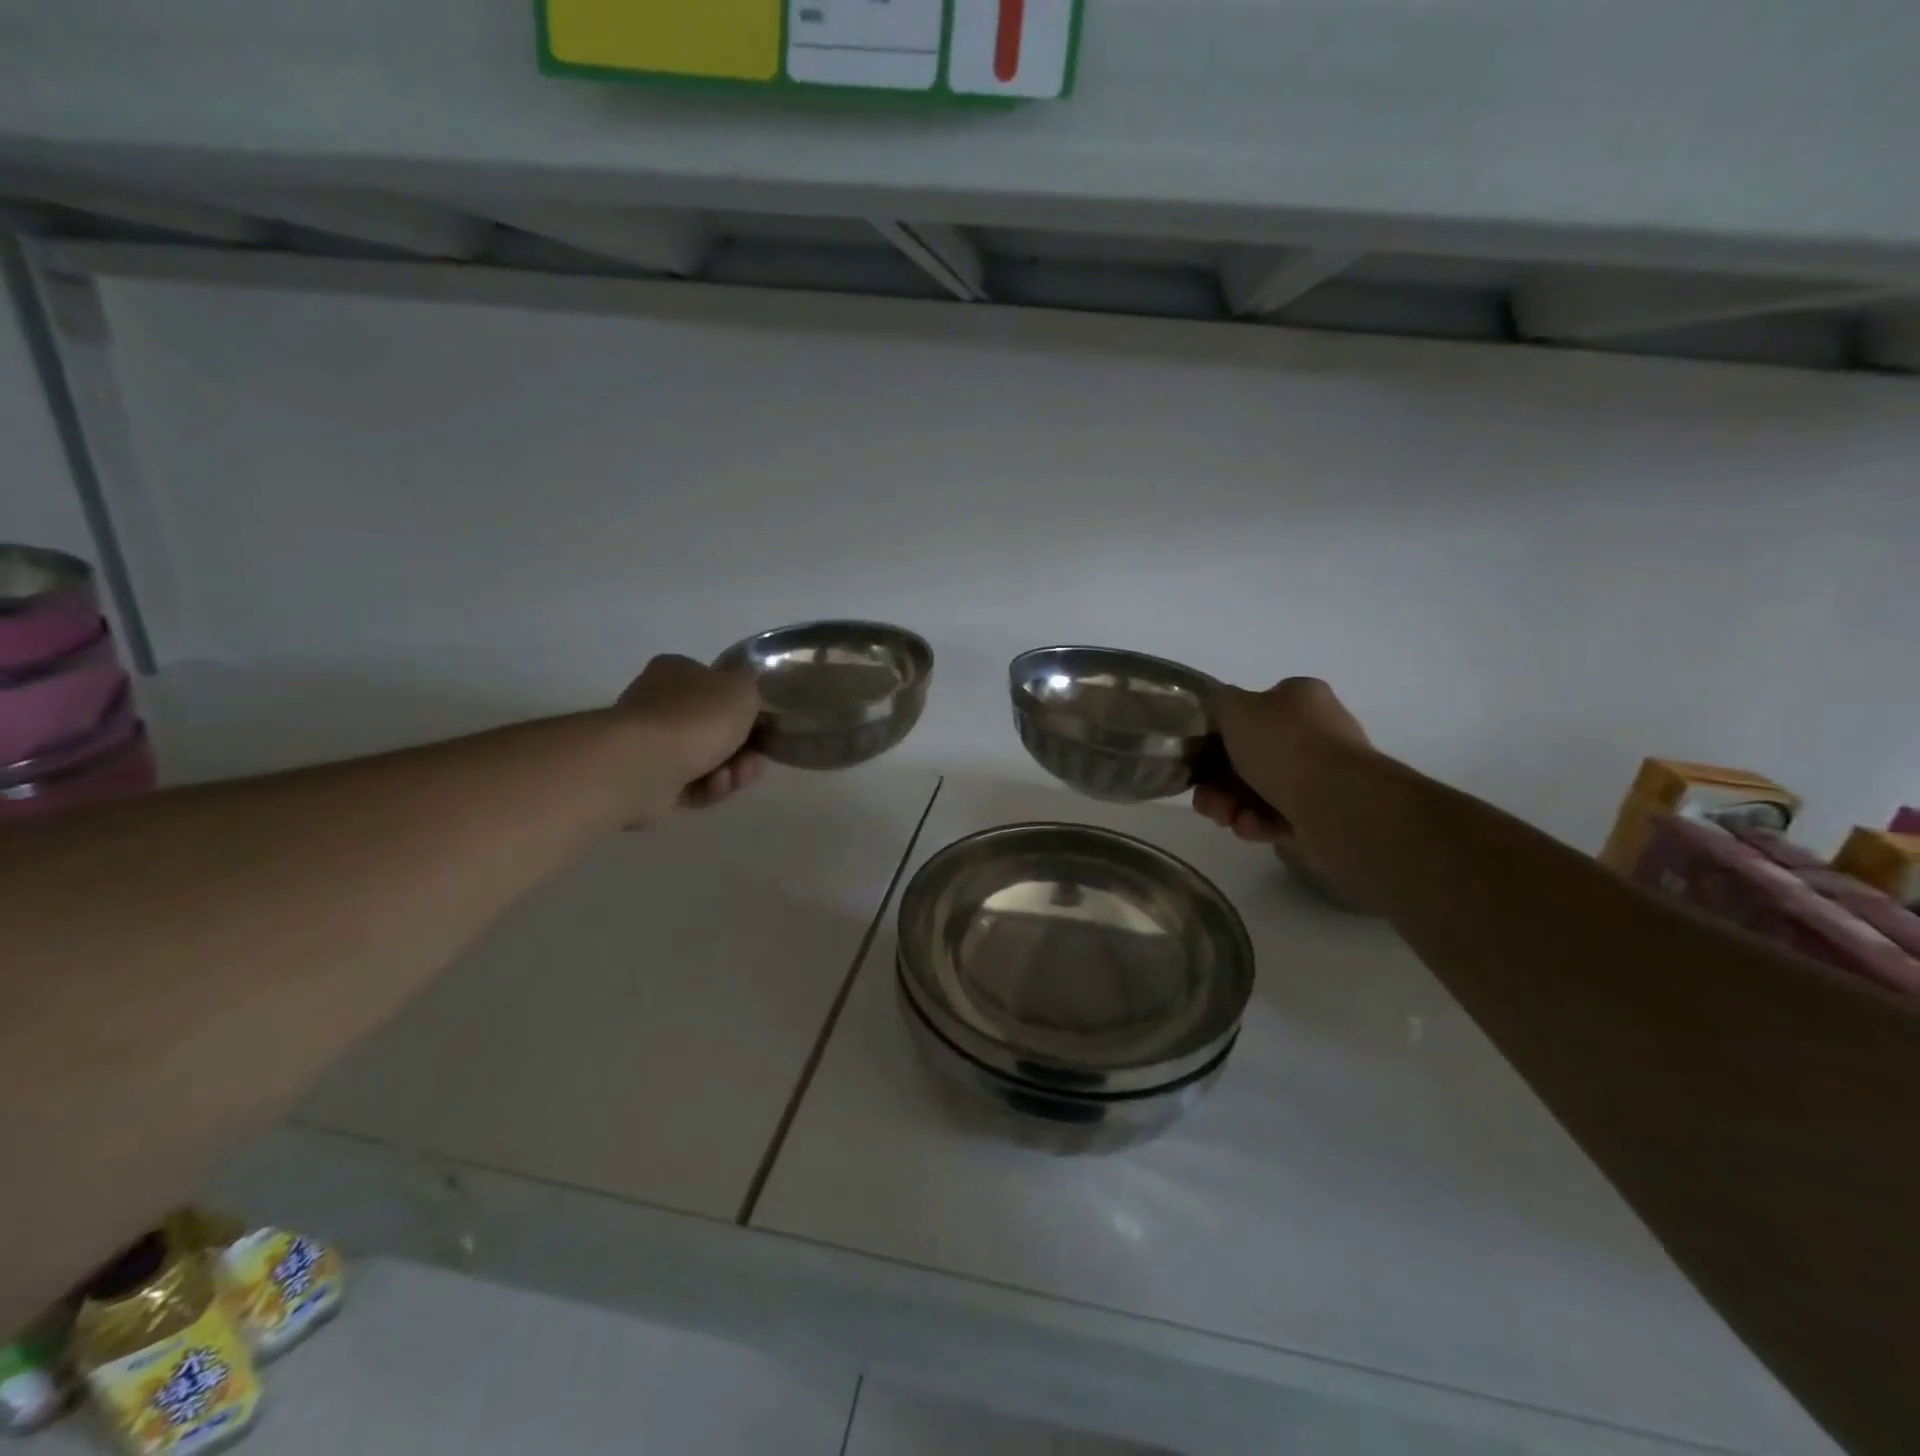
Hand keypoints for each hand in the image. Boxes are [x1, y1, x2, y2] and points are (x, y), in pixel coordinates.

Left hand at [615, 655, 763, 815]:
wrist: (646, 764)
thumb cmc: (697, 717)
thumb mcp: (744, 688)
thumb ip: (754, 687)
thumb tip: (750, 694)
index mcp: (678, 672)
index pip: (719, 687)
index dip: (748, 710)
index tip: (766, 729)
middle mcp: (660, 703)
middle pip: (716, 729)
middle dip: (743, 749)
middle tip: (755, 761)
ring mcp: (652, 743)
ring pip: (707, 759)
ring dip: (730, 771)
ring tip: (734, 779)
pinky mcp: (650, 779)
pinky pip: (691, 784)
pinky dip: (708, 788)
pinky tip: (713, 788)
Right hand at [1195, 677, 1375, 908]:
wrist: (1338, 805)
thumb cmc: (1284, 748)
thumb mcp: (1235, 709)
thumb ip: (1217, 703)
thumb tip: (1216, 711)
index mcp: (1300, 698)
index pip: (1252, 710)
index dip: (1219, 734)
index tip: (1199, 757)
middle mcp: (1316, 731)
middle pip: (1250, 755)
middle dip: (1218, 781)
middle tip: (1203, 799)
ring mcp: (1323, 773)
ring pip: (1260, 788)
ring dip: (1232, 804)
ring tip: (1224, 818)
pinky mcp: (1325, 811)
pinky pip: (1279, 815)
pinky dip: (1259, 822)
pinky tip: (1251, 828)